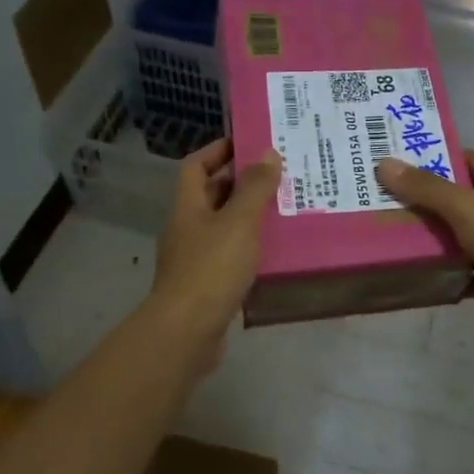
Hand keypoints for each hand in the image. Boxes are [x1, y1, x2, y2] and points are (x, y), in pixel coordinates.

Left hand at [150, 138, 281, 367]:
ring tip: (286, 210)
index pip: (196, 166)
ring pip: (224, 228)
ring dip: (250, 218)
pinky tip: (276, 252)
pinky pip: (230, 257)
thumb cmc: (211, 268)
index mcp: (188, 207)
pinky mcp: (207, 285)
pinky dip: (250, 250)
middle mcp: (187, 229)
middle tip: (280, 176)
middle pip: (211, 196)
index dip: (218, 151)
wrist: (187, 331)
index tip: (249, 143)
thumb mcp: (239, 222)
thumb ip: (255, 188)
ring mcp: (195, 259)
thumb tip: (268, 153)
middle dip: (242, 184)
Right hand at [375, 151, 473, 338]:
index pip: (464, 158)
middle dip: (425, 200)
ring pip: (463, 235)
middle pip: (459, 198)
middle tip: (384, 201)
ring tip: (393, 238)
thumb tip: (386, 164)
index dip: (433, 157)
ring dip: (435, 239)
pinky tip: (421, 278)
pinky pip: (469, 271)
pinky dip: (450, 274)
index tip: (398, 162)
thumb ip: (427, 188)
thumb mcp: (465, 208)